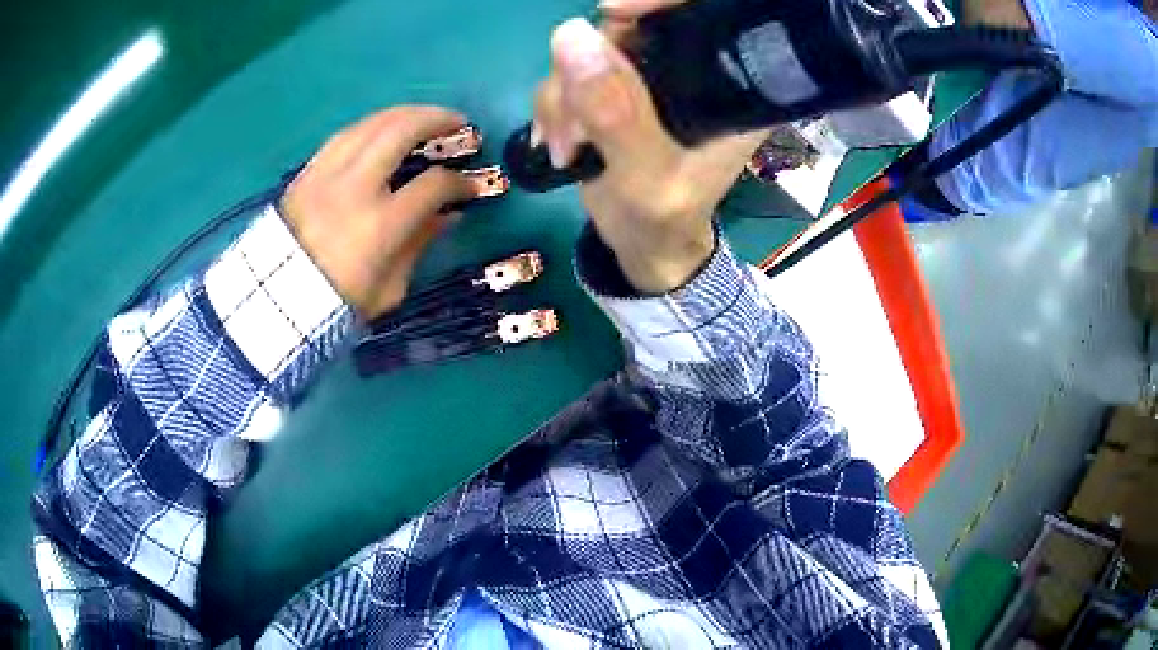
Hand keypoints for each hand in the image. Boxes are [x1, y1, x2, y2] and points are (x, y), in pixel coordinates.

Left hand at [281, 106, 478, 318]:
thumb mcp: (389, 288)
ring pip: (372, 123)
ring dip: (406, 113)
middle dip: (438, 119)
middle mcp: (355, 188)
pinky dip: (372, 125)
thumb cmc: (337, 303)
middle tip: (458, 122)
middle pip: (402, 130)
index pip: (433, 184)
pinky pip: (345, 134)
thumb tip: (448, 214)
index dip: (460, 182)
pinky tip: (385, 128)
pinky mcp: (308, 172)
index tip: (471, 185)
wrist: (277, 303)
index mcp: (380, 225)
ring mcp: (327, 174)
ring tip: (426, 117)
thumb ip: (419, 244)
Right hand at [534, 15, 765, 293]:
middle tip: (574, 125)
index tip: (612, 12)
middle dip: (591, 68)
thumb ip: (615, 112)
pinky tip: (558, 143)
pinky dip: (554, 104)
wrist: (640, 243)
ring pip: (591, 49)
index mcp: (730, 87)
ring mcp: (649, 76)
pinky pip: (570, 72)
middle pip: (635, 27)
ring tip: (567, 149)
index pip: (705, 16)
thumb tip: (571, 35)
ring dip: (564, 96)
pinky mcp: (615, 88)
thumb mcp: (645, 177)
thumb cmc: (662, 219)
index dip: (659, 2)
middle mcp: (692, 71)